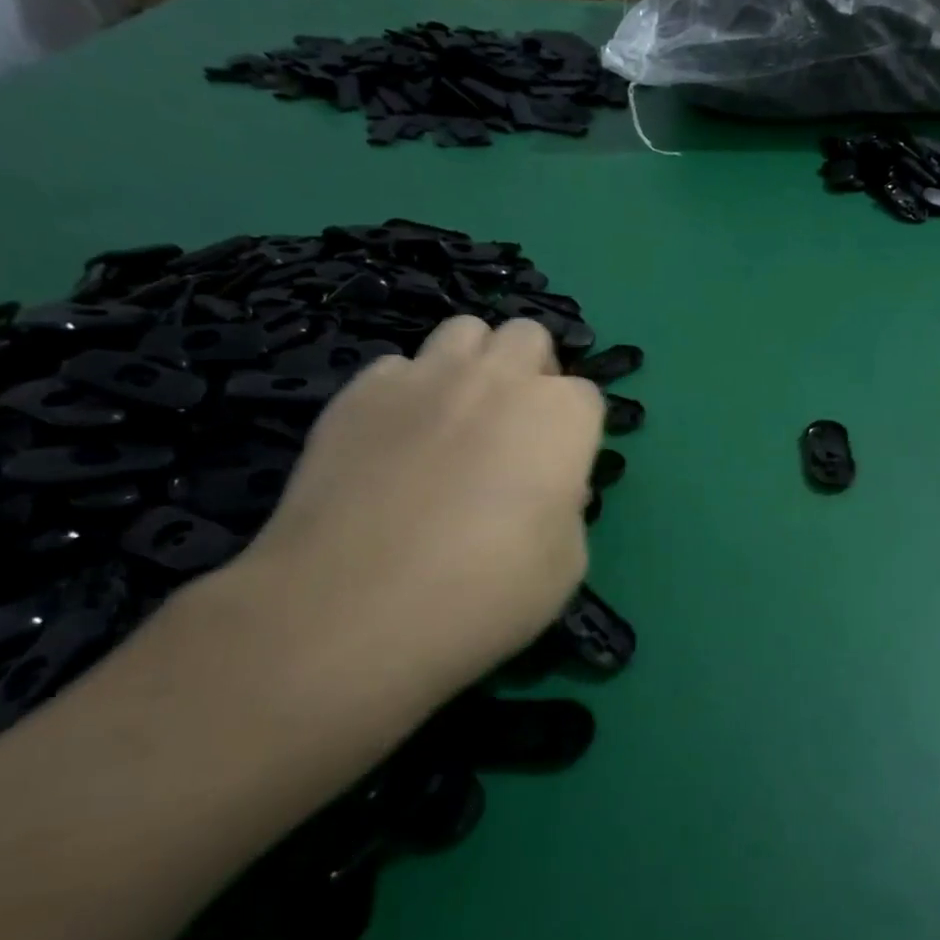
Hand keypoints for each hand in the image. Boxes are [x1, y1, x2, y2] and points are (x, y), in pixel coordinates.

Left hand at [213, 317, 604, 731]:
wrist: (353, 609)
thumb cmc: (485, 592)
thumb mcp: (565, 565)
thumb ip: (567, 511)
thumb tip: (548, 490)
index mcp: (561, 416)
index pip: (587, 396)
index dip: (576, 432)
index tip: (559, 471)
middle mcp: (499, 378)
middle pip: (529, 337)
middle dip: (533, 370)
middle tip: (517, 426)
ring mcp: (424, 378)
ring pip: (464, 331)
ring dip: (474, 362)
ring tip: (459, 416)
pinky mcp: (358, 394)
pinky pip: (397, 366)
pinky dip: (409, 390)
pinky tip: (397, 438)